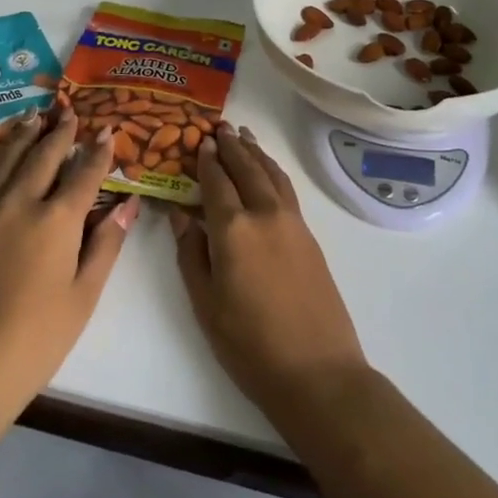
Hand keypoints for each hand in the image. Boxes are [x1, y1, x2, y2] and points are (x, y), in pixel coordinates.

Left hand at [0, 108, 140, 422]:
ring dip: (21, 136)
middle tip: (69, 113)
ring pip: (4, 161)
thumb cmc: (37, 340)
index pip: (85, 174)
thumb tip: (128, 204)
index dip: (99, 151)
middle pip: (44, 157)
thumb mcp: (84, 295)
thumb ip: (106, 244)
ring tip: (32, 116)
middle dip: (60, 133)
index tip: (108, 130)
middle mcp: (19, 204)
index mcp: (58, 220)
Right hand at [168, 125, 367, 425]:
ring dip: (256, 152)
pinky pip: (286, 189)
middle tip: (220, 126)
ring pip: (271, 174)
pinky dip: (274, 171)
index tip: (199, 140)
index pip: (216, 182)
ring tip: (244, 135)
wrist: (317, 371)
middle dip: (232, 146)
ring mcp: (292, 223)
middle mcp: (264, 214)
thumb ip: (191, 254)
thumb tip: (180, 215)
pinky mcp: (309, 236)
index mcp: (233, 229)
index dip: (206, 160)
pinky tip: (269, 171)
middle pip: (246, 169)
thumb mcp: (206, 303)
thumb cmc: (250, 344)